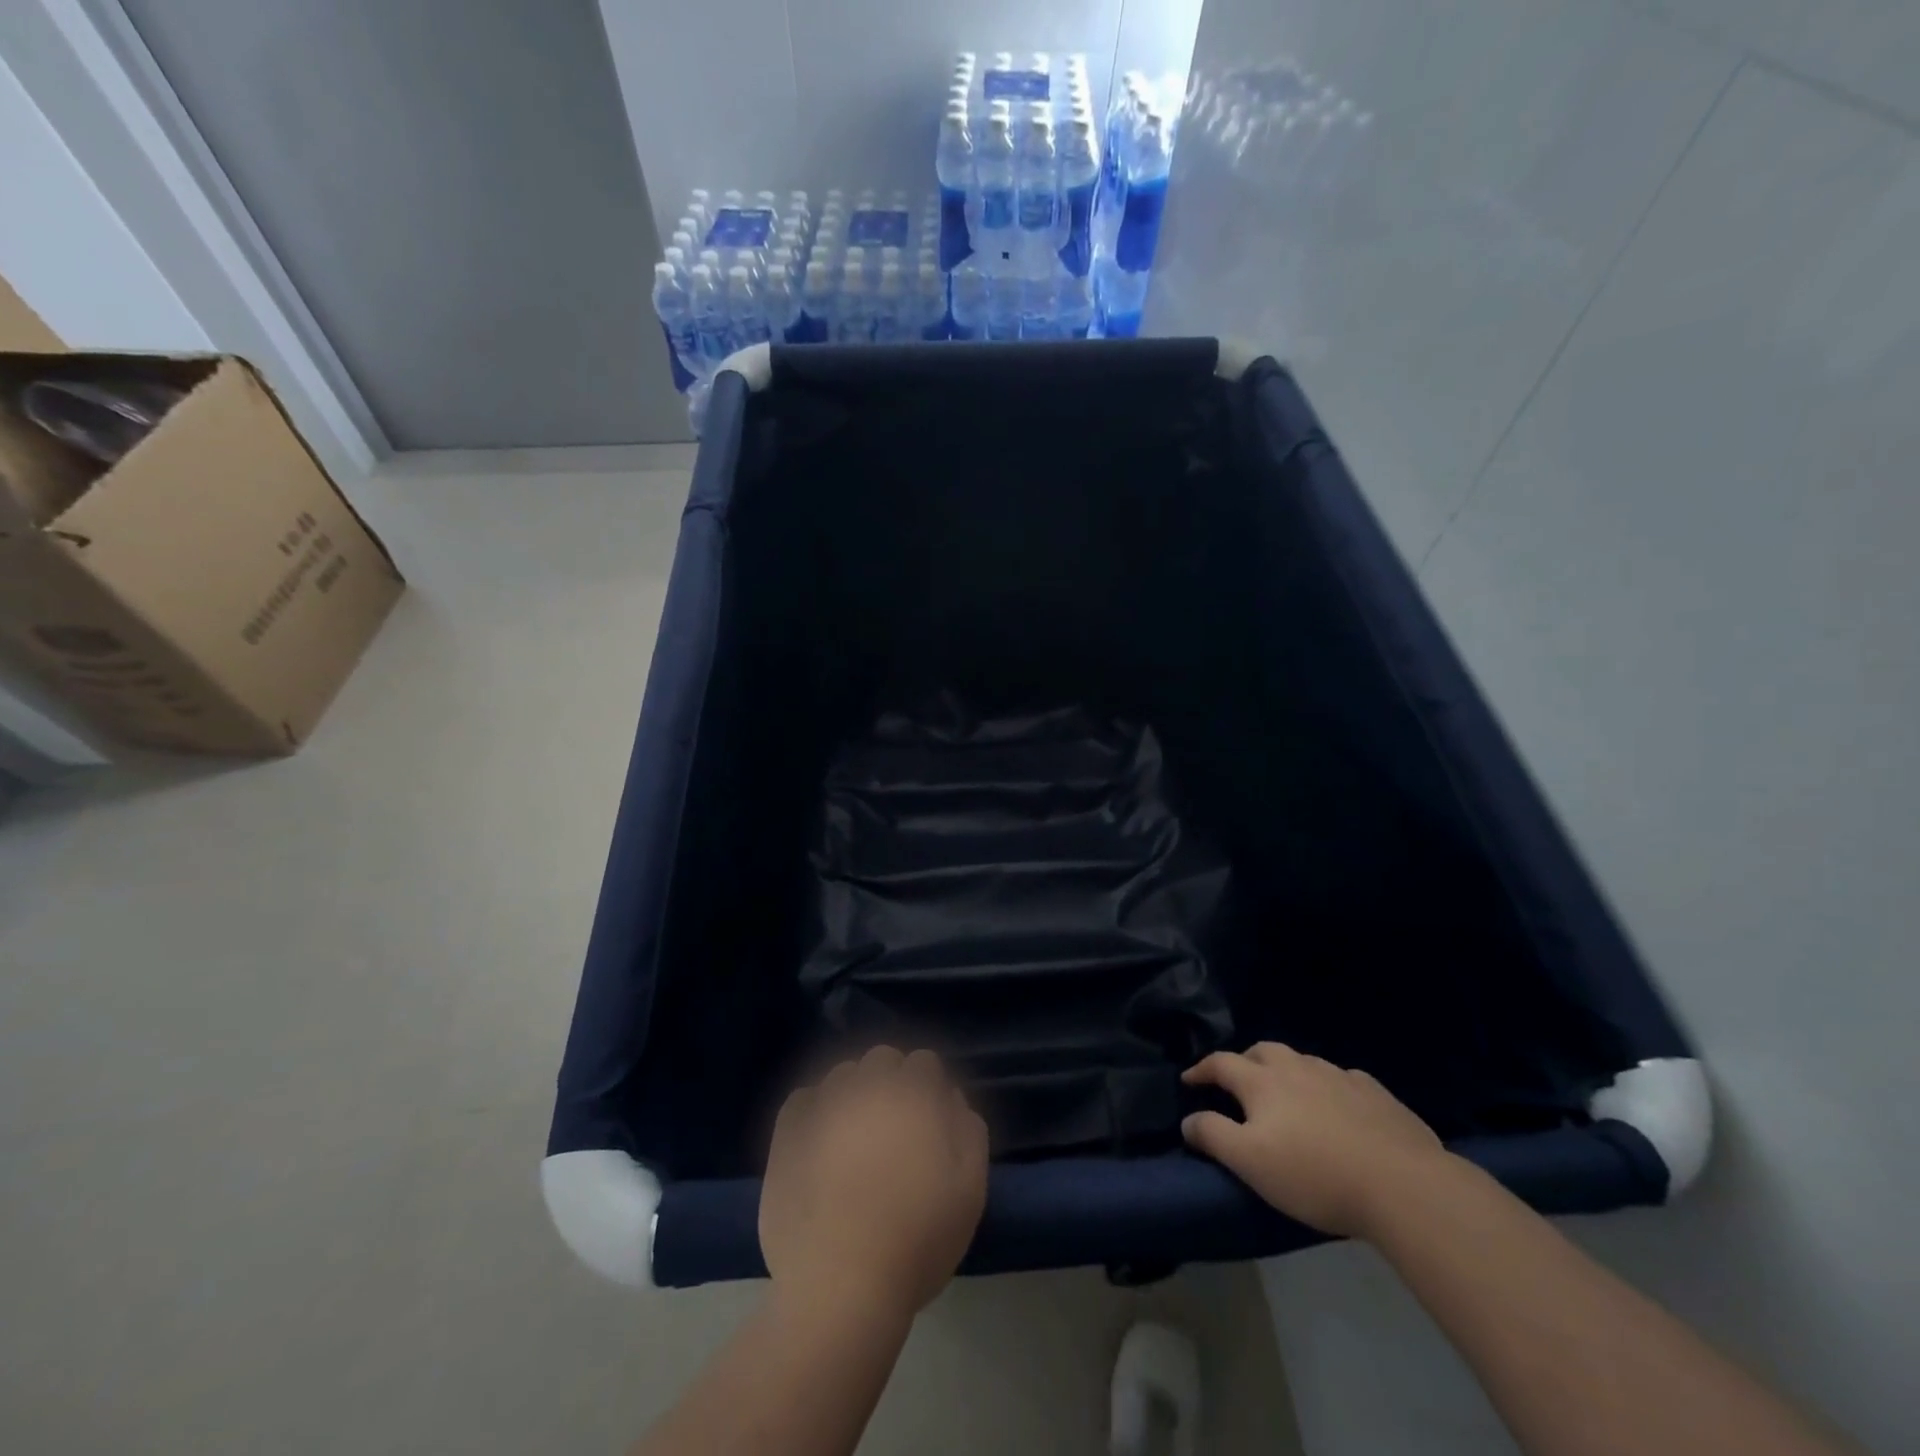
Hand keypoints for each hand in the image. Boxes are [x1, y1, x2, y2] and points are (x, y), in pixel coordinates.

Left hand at [760, 1046, 989, 1324]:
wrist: (840, 1287)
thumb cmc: (917, 1239)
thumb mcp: (970, 1189)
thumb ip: (968, 1130)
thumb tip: (950, 1098)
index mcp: (914, 1093)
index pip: (925, 1062)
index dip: (930, 1090)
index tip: (930, 1124)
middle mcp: (867, 1083)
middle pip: (883, 1059)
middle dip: (892, 1083)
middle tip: (895, 1131)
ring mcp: (823, 1103)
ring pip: (843, 1075)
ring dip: (854, 1093)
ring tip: (855, 1139)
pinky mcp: (787, 1130)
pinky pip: (804, 1099)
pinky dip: (815, 1110)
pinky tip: (820, 1143)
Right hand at [1182, 1042, 1447, 1238]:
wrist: (1402, 1184)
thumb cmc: (1315, 1174)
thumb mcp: (1251, 1162)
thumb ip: (1214, 1136)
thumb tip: (1188, 1119)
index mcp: (1263, 1082)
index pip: (1222, 1063)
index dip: (1201, 1070)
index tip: (1189, 1080)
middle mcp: (1297, 1068)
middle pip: (1263, 1051)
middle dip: (1244, 1061)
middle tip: (1238, 1082)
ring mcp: (1339, 1077)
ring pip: (1302, 1061)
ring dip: (1286, 1070)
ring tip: (1286, 1093)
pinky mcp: (1375, 1093)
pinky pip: (1342, 1078)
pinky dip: (1328, 1085)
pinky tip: (1337, 1105)